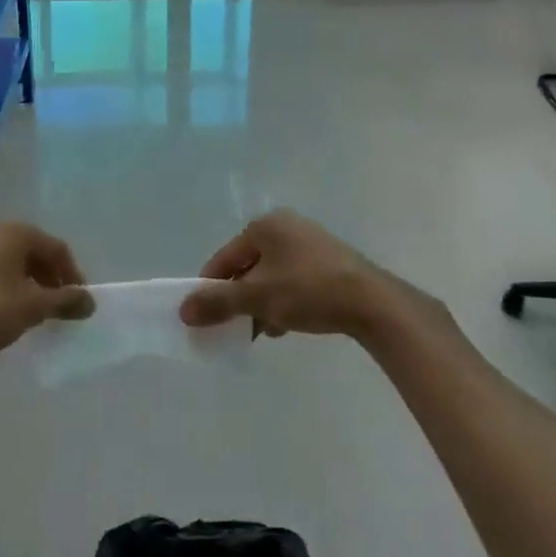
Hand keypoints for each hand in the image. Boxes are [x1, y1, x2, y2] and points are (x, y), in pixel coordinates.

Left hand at [0, 221, 93, 370]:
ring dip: (29, 286)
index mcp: (16, 233)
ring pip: (12, 264)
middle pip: (34, 252)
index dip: (73, 275)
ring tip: (34, 314)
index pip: (57, 248)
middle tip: (59, 309)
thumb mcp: (32, 308)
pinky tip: (5, 314)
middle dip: (50, 280)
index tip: (79, 303)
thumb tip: (90, 301)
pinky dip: (7, 289)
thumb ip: (64, 302)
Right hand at [180, 210, 390, 338]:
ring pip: (271, 276)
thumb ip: (218, 303)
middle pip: (248, 266)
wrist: (373, 303)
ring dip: (262, 303)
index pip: (225, 257)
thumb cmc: (308, 291)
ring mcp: (310, 242)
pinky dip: (284, 300)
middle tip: (236, 328)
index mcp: (265, 225)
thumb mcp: (257, 298)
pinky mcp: (329, 262)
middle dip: (240, 299)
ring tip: (264, 331)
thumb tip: (182, 310)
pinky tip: (287, 325)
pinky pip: (293, 280)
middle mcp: (286, 226)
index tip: (204, 317)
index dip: (211, 287)